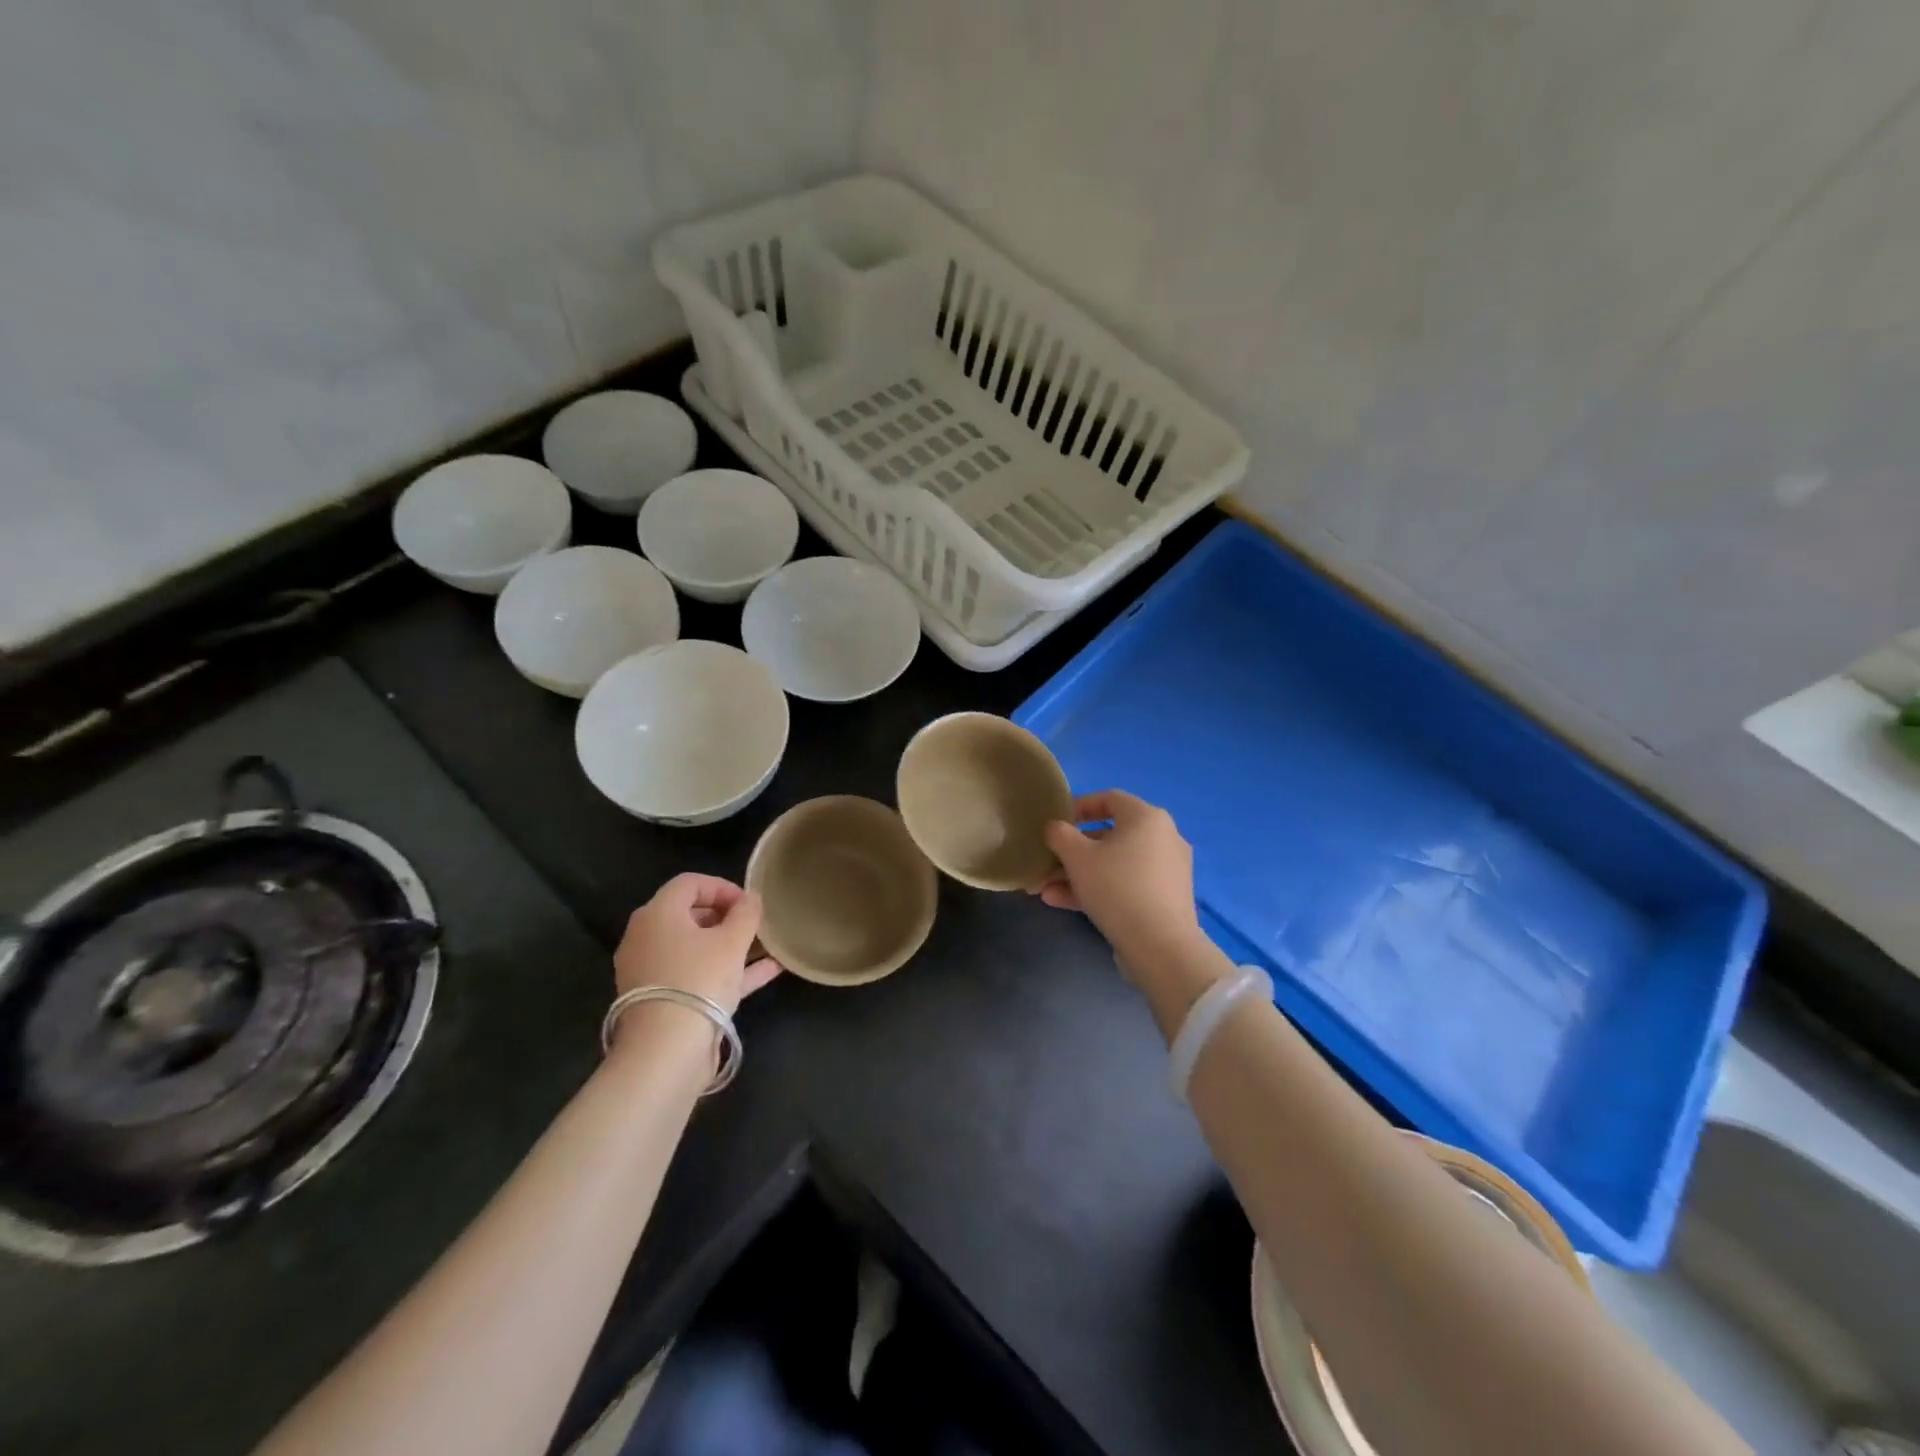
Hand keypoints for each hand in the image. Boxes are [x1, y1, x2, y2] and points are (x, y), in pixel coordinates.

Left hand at [614, 874, 781, 1015]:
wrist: (666, 1050)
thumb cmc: (699, 980)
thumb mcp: (732, 941)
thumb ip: (746, 913)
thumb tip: (751, 899)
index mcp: (657, 914)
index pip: (690, 883)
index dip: (723, 887)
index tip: (750, 903)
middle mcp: (646, 938)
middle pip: (690, 915)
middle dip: (726, 916)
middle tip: (754, 924)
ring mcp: (651, 971)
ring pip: (695, 948)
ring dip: (729, 945)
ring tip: (765, 946)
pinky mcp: (661, 1001)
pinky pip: (696, 975)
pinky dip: (726, 970)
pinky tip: (768, 971)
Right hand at [1034, 791, 1202, 967]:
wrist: (1160, 946)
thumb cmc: (1117, 887)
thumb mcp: (1077, 857)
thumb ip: (1060, 834)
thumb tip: (1055, 827)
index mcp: (1147, 817)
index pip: (1109, 798)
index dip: (1079, 806)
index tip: (1056, 823)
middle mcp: (1163, 838)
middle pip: (1109, 836)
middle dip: (1072, 851)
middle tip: (1047, 862)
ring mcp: (1166, 870)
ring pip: (1114, 864)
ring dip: (1078, 874)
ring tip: (1045, 890)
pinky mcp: (1164, 899)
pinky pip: (1125, 885)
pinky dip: (1098, 890)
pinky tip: (1062, 903)